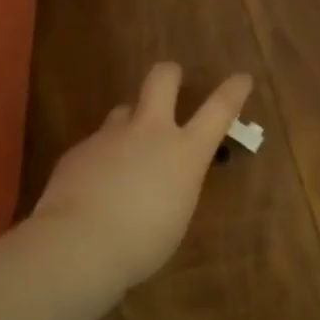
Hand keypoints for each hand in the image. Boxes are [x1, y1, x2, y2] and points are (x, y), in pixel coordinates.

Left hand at [33, 63, 253, 289]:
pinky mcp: (78, 150)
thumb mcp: (176, 214)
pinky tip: (93, 186)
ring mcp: (110, 136)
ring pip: (124, 111)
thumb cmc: (143, 244)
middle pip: (161, 80)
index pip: (219, 109)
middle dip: (170, 75)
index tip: (241, 78)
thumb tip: (164, 178)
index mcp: (185, 152)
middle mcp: (149, 132)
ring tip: (126, 152)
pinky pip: (96, 144)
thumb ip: (175, 185)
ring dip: (130, 124)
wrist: (78, 244)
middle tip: (172, 79)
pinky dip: (101, 158)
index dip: (233, 90)